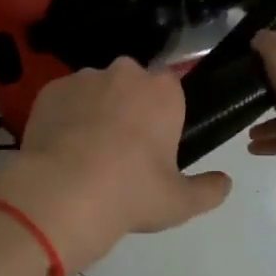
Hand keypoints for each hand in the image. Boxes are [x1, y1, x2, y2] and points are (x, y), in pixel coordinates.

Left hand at [0, 58, 231, 271]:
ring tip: (86, 154)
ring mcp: (84, 78)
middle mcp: (125, 73)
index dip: (163, 117)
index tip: (155, 147)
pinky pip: (65, 100)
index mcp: (163, 91)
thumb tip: (225, 183)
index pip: (171, 92)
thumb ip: (208, 190)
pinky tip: (61, 150)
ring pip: (97, 91)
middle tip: (122, 152)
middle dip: (130, 109)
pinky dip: (65, 118)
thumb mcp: (180, 202)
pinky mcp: (50, 90)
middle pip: (133, 86)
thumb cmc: (130, 192)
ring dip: (96, 111)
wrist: (61, 194)